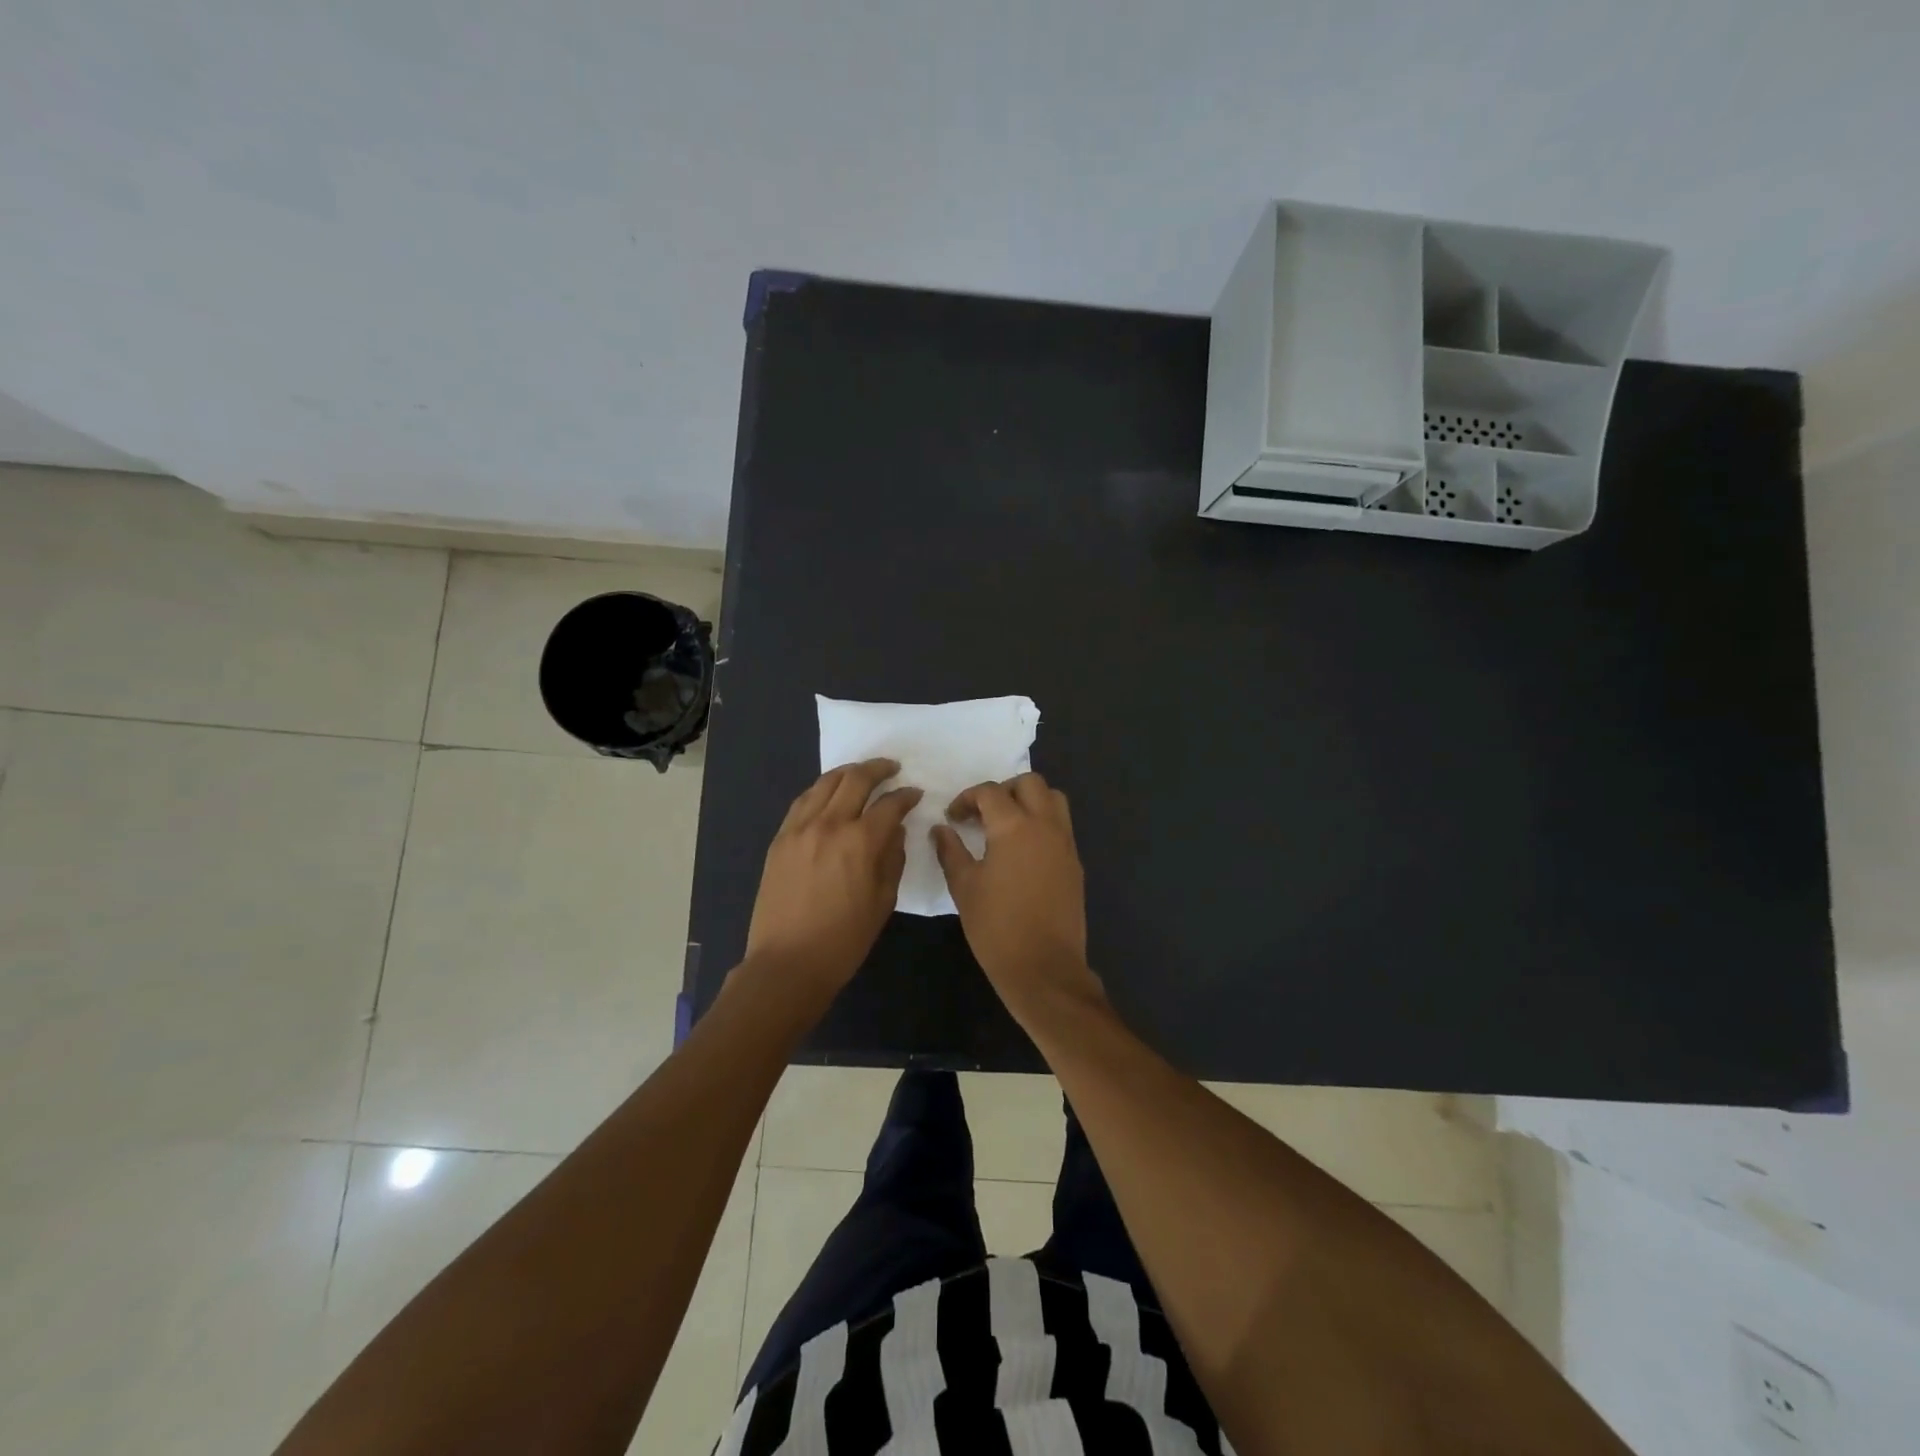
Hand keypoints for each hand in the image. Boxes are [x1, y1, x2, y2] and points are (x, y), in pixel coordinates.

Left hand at [745, 759, 920, 997]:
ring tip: (862, 773)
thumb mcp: (883, 901)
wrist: (788, 962)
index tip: (915, 794)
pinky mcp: (780, 838)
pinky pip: (803, 801)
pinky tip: (830, 793)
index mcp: (861, 842)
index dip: (906, 796)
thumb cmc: (844, 940)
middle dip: (879, 769)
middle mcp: (830, 824)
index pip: (890, 804)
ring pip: (826, 783)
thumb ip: (892, 858)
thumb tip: (895, 830)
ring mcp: (800, 828)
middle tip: (892, 768)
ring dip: (848, 772)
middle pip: (856, 779)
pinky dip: (821, 789)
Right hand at [931, 772, 1103, 1024]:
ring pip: (1054, 799)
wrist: (1044, 968)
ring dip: (1030, 800)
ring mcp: (1065, 843)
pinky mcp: (1075, 863)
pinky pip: (1062, 825)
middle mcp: (1045, 825)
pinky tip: (1023, 849)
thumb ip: (951, 851)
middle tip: (983, 813)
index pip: (990, 792)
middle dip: (1004, 790)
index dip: (967, 798)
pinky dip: (1043, 822)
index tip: (953, 817)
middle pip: (1030, 783)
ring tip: (1007, 824)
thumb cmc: (996, 927)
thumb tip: (941, 829)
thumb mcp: (964, 887)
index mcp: (1014, 827)